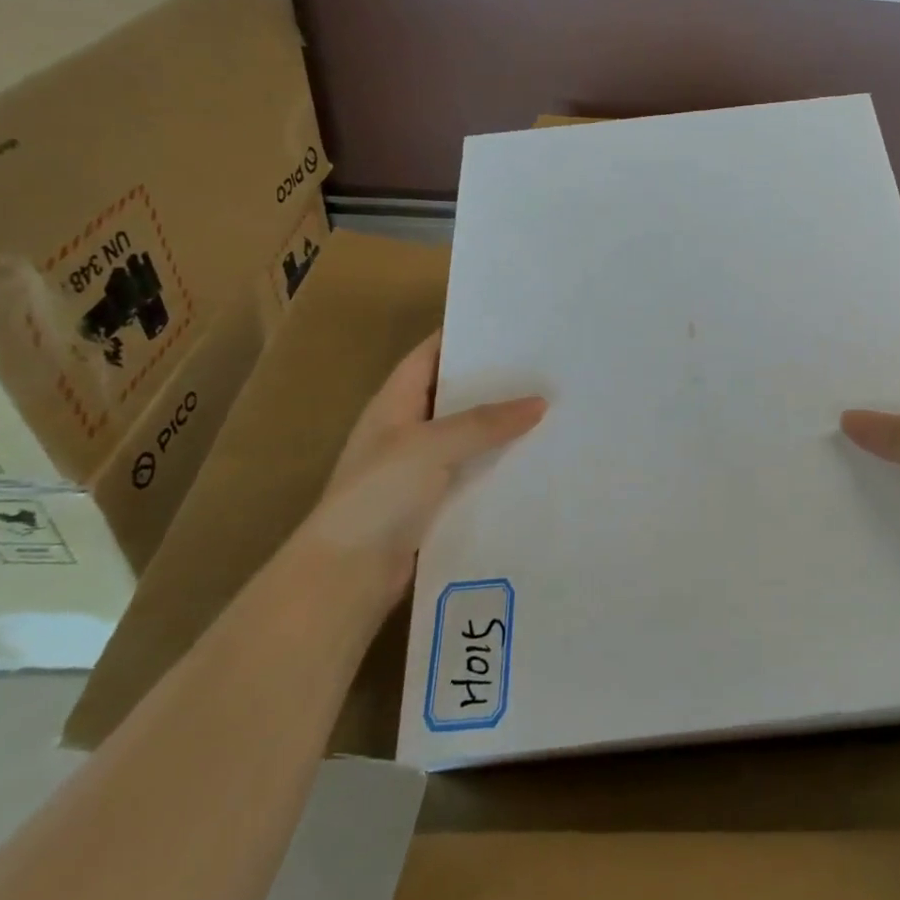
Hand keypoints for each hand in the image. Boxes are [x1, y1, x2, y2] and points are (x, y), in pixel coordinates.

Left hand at [297, 330, 544, 606]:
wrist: (346, 576)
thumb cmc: (378, 496)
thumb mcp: (431, 446)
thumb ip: (484, 422)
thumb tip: (539, 402)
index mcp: (393, 403)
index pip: (429, 354)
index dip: (463, 335)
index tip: (510, 323)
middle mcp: (406, 429)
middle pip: (454, 394)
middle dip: (494, 380)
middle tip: (545, 364)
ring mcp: (419, 468)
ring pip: (469, 435)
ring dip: (501, 425)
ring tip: (553, 405)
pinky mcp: (435, 502)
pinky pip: (474, 471)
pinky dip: (500, 463)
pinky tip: (536, 458)